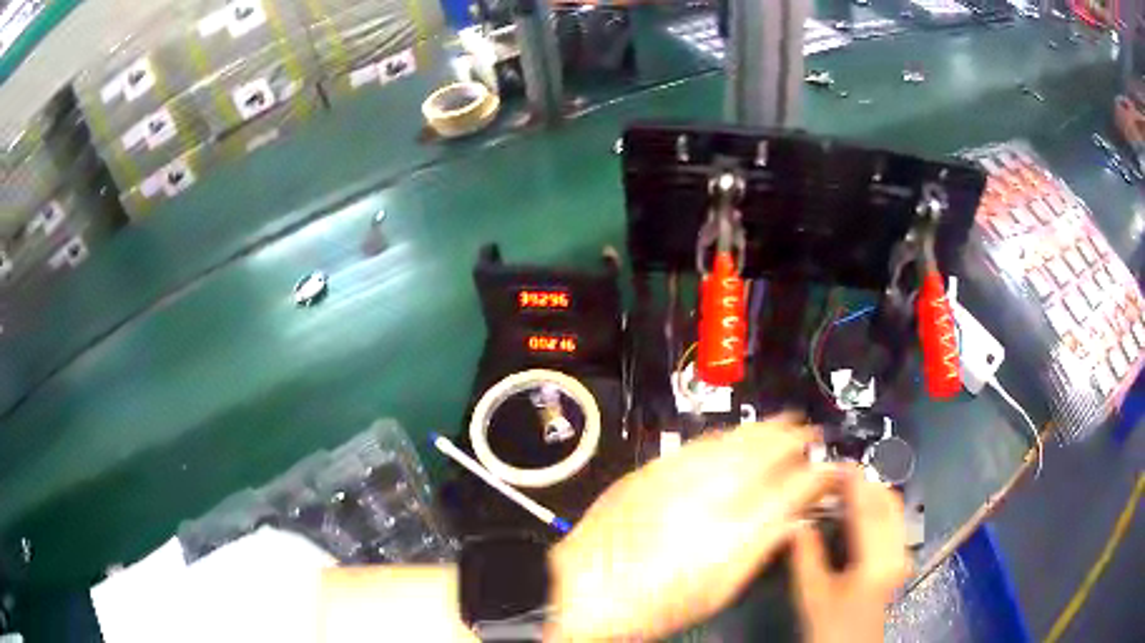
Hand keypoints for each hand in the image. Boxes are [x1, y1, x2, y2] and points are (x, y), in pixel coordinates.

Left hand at [545, 415, 841, 641]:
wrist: (587, 593)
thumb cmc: (658, 604)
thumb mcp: (719, 589)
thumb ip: (760, 548)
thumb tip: (791, 521)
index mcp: (734, 531)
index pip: (791, 490)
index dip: (817, 476)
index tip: (829, 470)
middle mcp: (708, 497)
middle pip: (763, 455)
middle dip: (793, 440)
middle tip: (809, 434)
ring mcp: (676, 479)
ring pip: (730, 442)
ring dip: (761, 430)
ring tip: (781, 423)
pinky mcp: (649, 473)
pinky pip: (696, 444)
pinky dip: (723, 437)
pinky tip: (732, 435)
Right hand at [790, 466, 910, 642]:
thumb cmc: (831, 626)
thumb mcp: (811, 594)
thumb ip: (805, 555)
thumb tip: (796, 521)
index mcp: (875, 560)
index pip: (868, 509)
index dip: (854, 482)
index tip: (837, 463)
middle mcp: (897, 551)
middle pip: (888, 501)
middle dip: (865, 482)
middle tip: (837, 474)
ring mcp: (903, 553)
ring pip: (894, 507)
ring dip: (872, 492)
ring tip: (845, 488)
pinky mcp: (901, 557)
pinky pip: (894, 518)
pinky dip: (877, 506)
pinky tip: (858, 509)